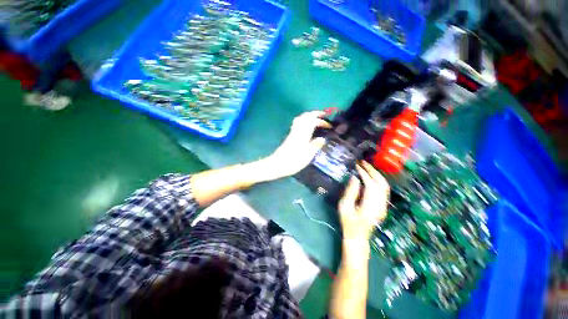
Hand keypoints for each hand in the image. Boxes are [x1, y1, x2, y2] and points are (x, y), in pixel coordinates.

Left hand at [263, 111, 330, 179]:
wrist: (277, 165)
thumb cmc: (293, 161)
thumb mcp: (307, 156)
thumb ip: (315, 146)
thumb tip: (322, 139)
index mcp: (303, 135)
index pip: (313, 122)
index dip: (322, 122)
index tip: (329, 126)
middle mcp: (297, 131)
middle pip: (305, 117)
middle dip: (315, 114)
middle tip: (323, 115)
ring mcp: (292, 133)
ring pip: (300, 119)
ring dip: (308, 116)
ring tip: (315, 119)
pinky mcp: (289, 137)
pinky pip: (297, 124)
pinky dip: (303, 121)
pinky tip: (306, 127)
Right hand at [338, 161, 389, 240]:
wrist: (358, 236)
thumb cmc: (348, 222)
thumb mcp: (344, 207)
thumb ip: (350, 192)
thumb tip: (355, 178)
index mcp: (370, 206)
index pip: (370, 185)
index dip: (364, 174)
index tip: (357, 166)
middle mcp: (380, 205)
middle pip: (381, 184)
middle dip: (372, 171)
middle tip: (363, 163)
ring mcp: (384, 206)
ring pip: (384, 186)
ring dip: (376, 175)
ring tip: (366, 167)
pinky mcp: (383, 206)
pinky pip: (383, 190)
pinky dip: (378, 180)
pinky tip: (371, 176)